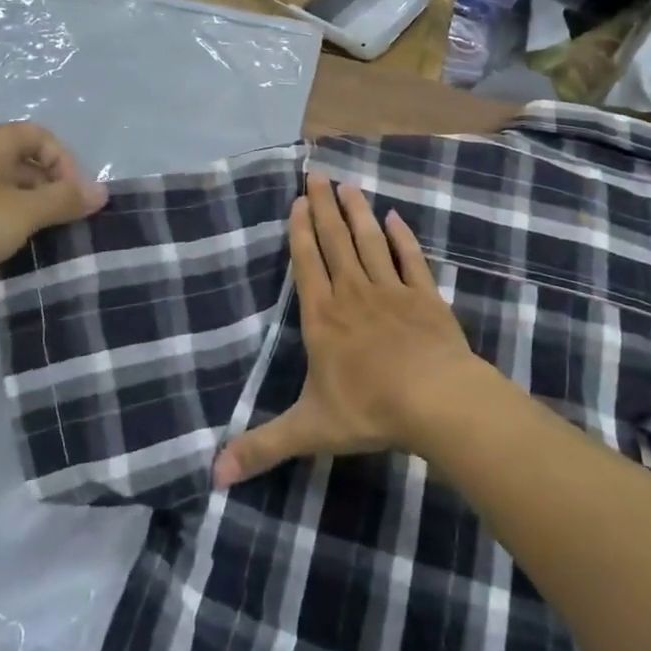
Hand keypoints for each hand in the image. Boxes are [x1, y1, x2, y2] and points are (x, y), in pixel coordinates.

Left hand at [0, 122, 107, 310]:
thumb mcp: (22, 212)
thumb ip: (64, 201)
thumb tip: (102, 192)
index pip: (41, 137)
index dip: (65, 162)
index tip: (74, 198)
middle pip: (25, 165)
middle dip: (51, 191)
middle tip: (66, 224)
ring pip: (6, 193)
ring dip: (29, 214)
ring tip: (44, 243)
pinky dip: (5, 230)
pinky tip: (12, 255)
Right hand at [213, 173, 476, 486]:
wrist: (436, 400)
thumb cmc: (369, 410)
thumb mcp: (309, 430)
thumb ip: (263, 446)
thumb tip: (214, 475)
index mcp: (323, 318)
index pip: (307, 264)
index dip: (300, 232)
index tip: (296, 201)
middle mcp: (353, 294)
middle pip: (335, 241)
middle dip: (324, 208)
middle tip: (318, 174)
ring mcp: (392, 290)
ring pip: (370, 242)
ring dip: (358, 213)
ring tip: (349, 185)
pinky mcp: (425, 296)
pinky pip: (410, 259)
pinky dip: (402, 238)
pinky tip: (395, 217)